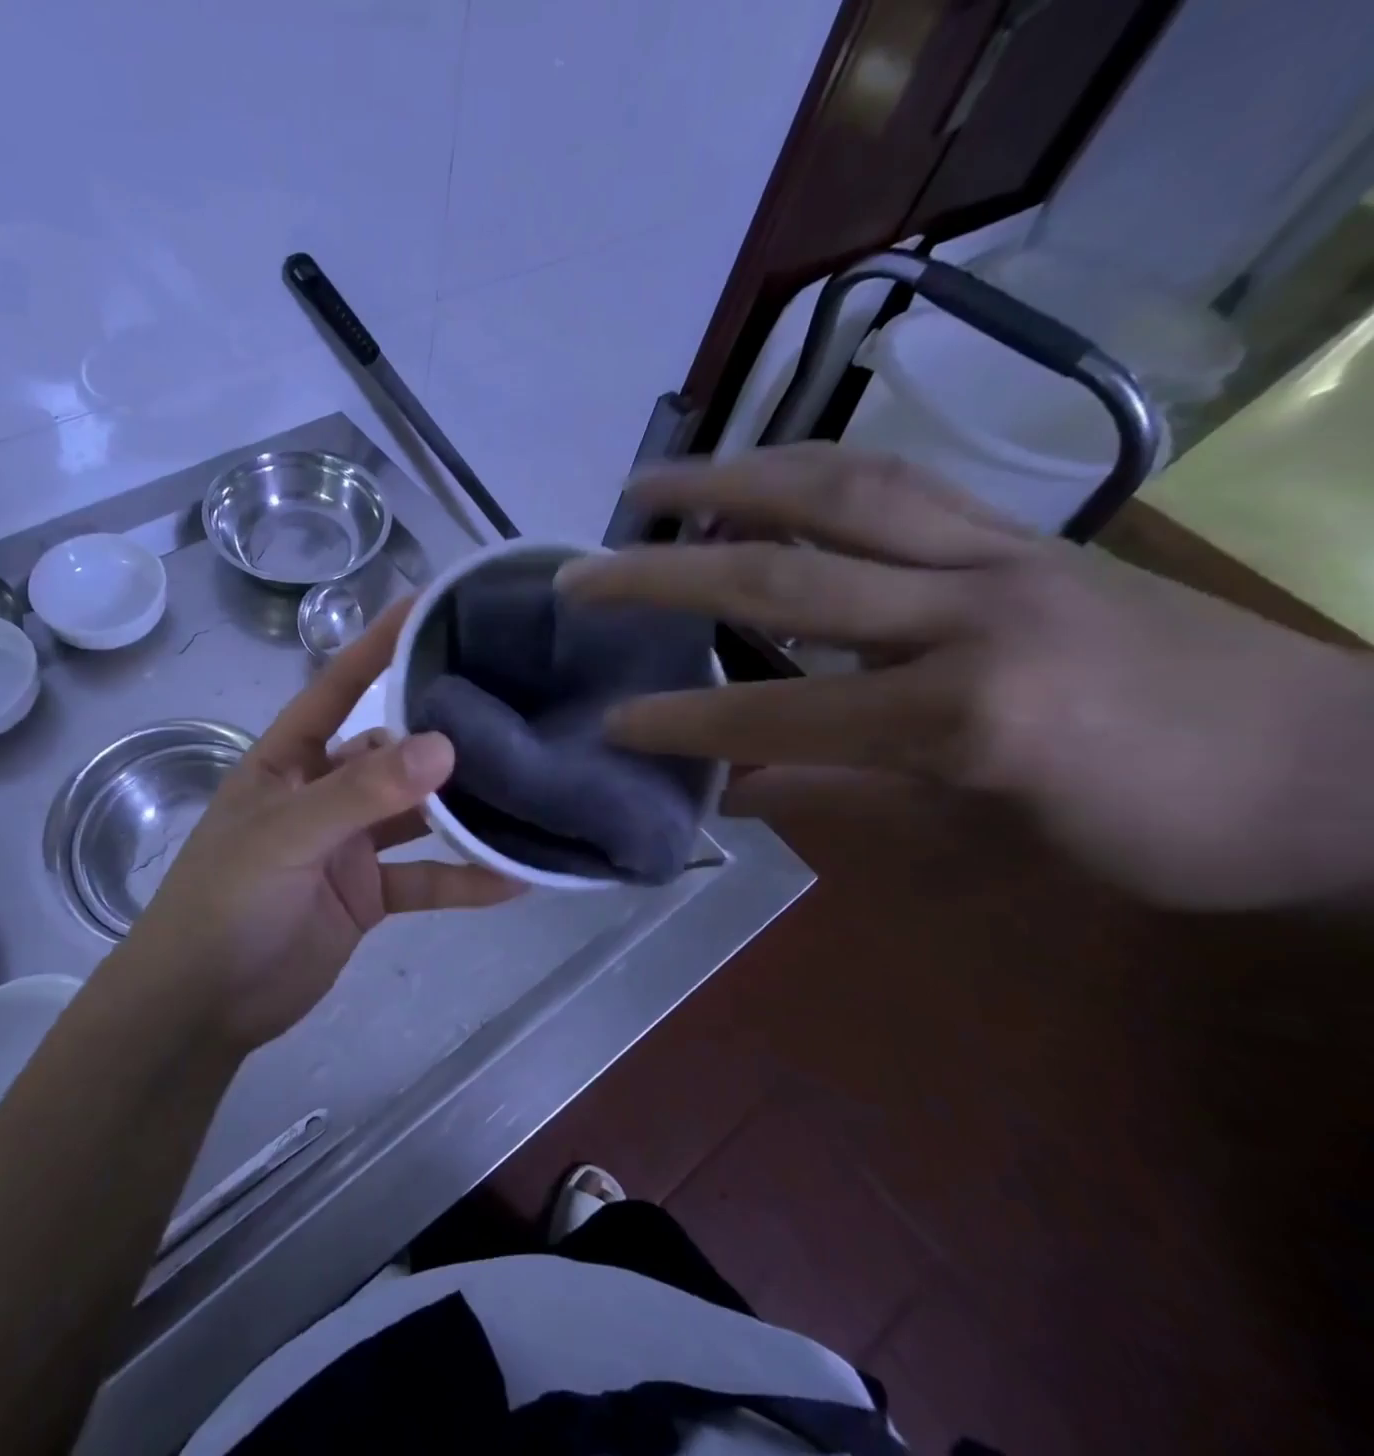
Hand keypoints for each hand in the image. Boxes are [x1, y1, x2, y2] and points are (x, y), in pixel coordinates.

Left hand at [124, 599, 520, 1051]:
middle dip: (442, 738)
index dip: (379, 646)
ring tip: (526, 792)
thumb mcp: (286, 836)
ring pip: (416, 816)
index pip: (338, 687)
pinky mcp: (368, 895)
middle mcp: (323, 793)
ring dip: (462, 812)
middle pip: (391, 753)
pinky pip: (424, 879)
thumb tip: (442, 745)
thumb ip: (361, 793)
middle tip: (511, 714)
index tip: (429, 608)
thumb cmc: (225, 902)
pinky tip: (512, 877)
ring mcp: (348, 845)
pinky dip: (462, 879)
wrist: (203, 1005)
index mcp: (288, 760)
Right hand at [557, 444, 1373, 909]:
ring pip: (840, 489)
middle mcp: (972, 612)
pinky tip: (752, 477)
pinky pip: (895, 482)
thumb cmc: (1161, 833)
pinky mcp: (1022, 530)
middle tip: (582, 571)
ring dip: (727, 480)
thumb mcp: (987, 846)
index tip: (607, 723)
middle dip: (664, 572)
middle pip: (784, 570)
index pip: (780, 714)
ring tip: (648, 485)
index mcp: (967, 715)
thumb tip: (735, 794)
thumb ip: (845, 802)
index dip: (683, 723)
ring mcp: (1001, 553)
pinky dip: (804, 471)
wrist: (1348, 766)